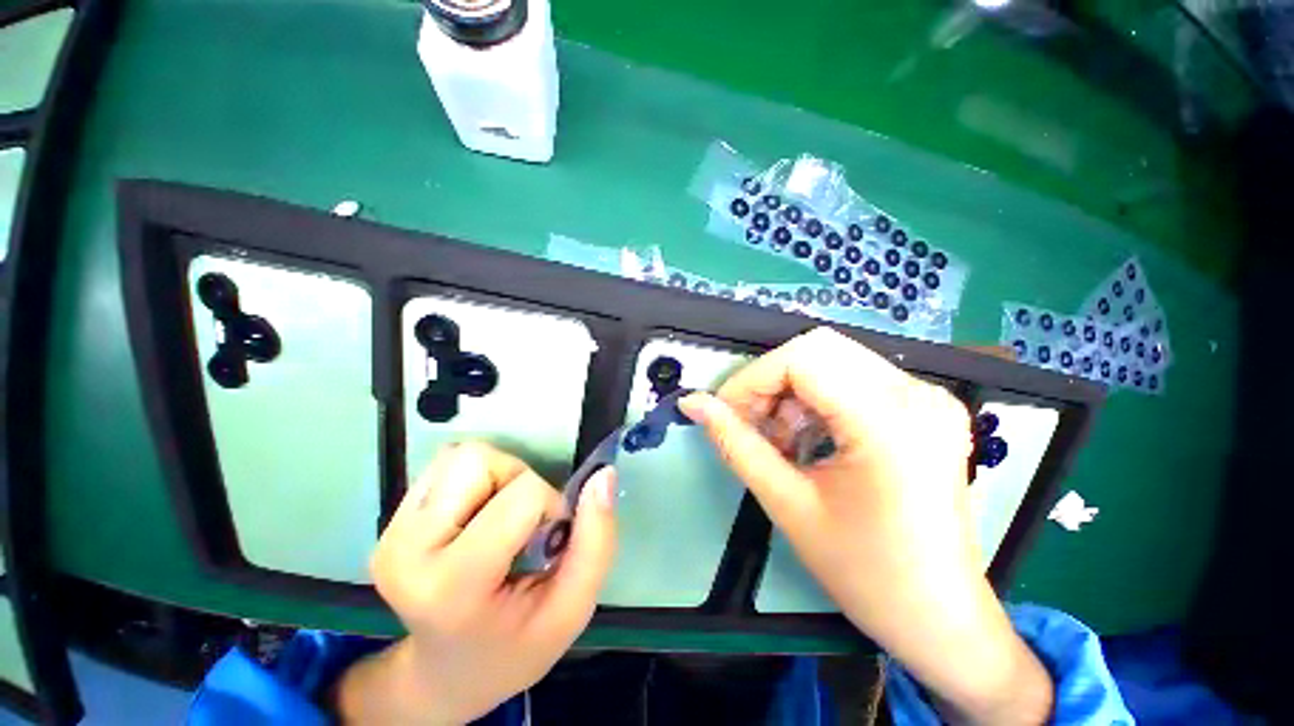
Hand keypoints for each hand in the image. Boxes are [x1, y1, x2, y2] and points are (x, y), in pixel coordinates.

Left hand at [335, 442, 616, 724]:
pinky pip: (445, 464)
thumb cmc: (514, 647)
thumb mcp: (571, 610)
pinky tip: (479, 514)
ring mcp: (390, 532)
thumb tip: (604, 474)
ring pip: (461, 455)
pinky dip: (476, 477)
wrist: (445, 672)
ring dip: (497, 474)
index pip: (520, 496)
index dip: (550, 505)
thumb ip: (596, 542)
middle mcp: (407, 550)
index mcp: (451, 585)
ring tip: (500, 517)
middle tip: (522, 524)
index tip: (549, 538)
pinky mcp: (389, 521)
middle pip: (478, 461)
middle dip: (518, 480)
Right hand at [680, 328, 1051, 724]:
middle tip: (750, 423)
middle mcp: (917, 394)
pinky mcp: (926, 407)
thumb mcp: (788, 505)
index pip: (801, 358)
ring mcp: (928, 397)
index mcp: (889, 421)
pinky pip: (854, 376)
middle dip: (769, 381)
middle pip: (817, 348)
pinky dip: (816, 396)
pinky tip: (807, 435)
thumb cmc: (866, 572)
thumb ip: (736, 444)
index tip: (726, 413)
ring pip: (833, 358)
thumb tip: (694, 403)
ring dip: (791, 390)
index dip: (751, 379)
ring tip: (778, 437)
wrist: (939, 615)